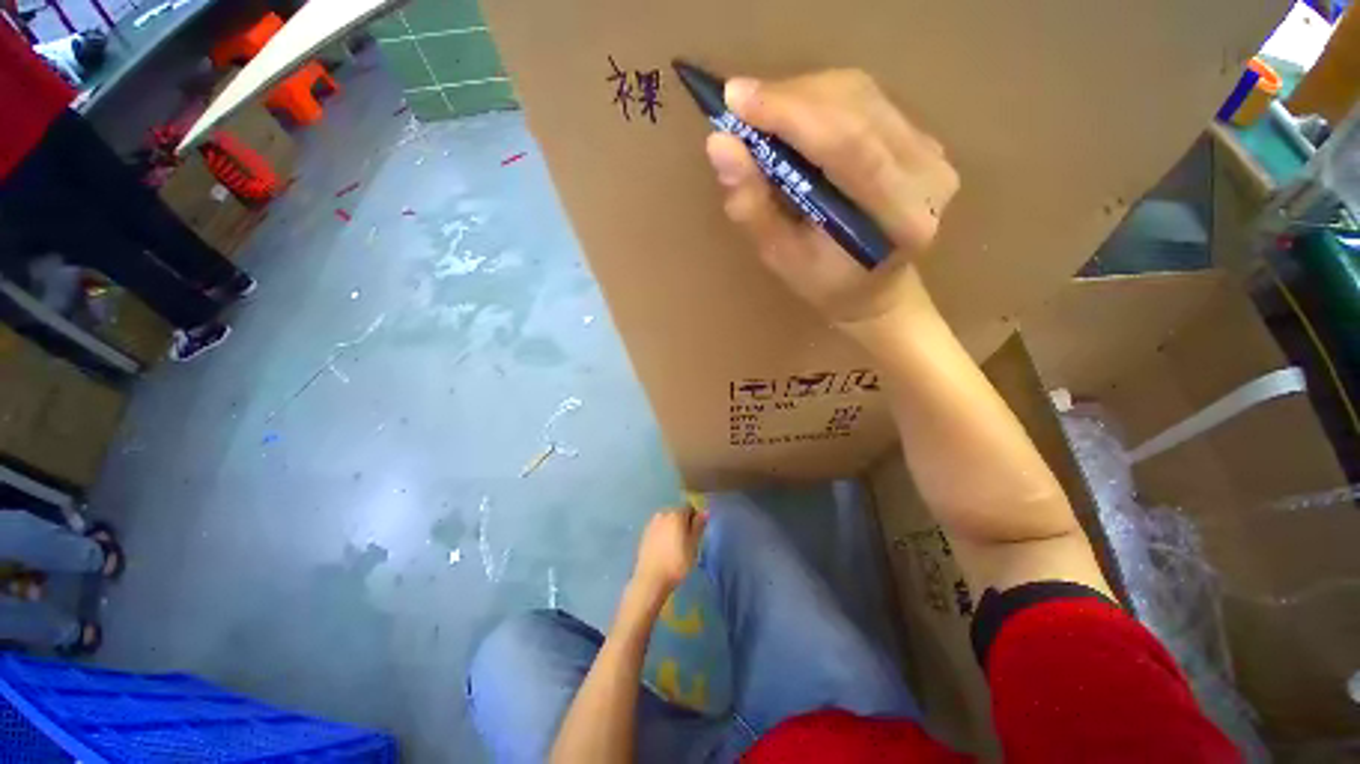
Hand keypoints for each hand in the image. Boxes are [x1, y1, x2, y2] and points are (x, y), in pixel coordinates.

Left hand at [631, 506, 706, 594]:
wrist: (650, 579)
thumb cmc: (676, 563)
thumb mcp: (693, 545)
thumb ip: (698, 526)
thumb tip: (705, 511)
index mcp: (676, 514)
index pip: (689, 508)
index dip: (695, 519)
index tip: (696, 534)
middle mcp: (662, 514)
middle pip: (677, 513)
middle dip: (683, 523)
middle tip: (687, 542)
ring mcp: (651, 523)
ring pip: (667, 521)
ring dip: (672, 529)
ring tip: (675, 547)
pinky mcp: (644, 534)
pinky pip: (658, 529)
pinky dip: (663, 535)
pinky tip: (664, 550)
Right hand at [704, 69, 959, 322]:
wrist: (875, 289)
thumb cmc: (825, 284)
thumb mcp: (780, 256)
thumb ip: (752, 206)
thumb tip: (719, 145)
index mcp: (898, 219)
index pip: (846, 145)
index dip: (789, 114)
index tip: (735, 99)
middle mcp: (928, 176)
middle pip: (855, 108)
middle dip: (789, 99)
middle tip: (740, 104)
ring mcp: (933, 151)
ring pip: (860, 94)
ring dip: (802, 95)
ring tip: (762, 113)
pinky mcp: (925, 137)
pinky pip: (867, 99)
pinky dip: (821, 99)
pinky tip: (794, 117)